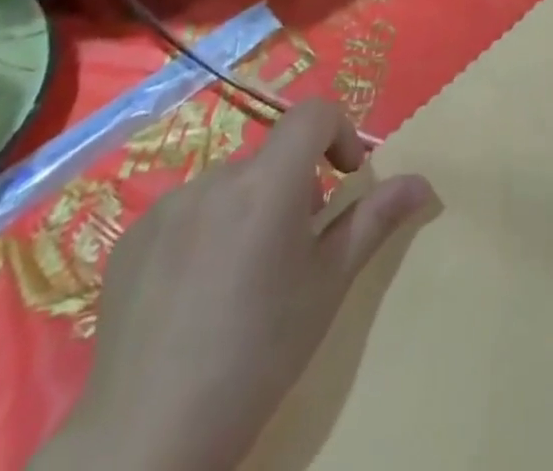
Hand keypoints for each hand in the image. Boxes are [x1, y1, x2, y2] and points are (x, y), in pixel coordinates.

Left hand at [36, 100, 432, 470]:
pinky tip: (195, 298)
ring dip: (248, 211)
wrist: (147, 442)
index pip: (313, 113)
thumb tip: (422, 182)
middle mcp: (215, 178)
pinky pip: (184, 214)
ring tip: (241, 282)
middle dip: (293, 188)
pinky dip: (203, 234)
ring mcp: (166, 207)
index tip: (344, 179)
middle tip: (293, 254)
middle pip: (271, 159)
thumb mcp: (328, 286)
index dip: (338, 132)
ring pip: (228, 188)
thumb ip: (374, 220)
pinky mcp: (130, 239)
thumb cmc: (258, 356)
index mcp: (268, 183)